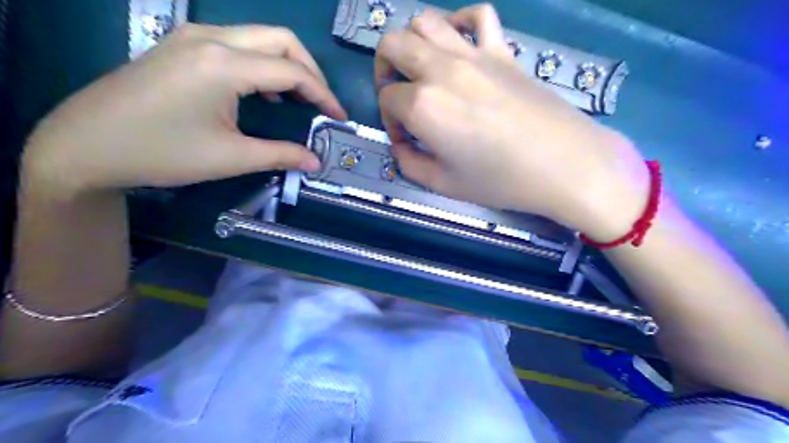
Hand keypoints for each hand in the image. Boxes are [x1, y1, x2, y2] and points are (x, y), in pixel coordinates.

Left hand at [22, 24, 346, 195]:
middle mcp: (211, 39)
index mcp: (224, 64)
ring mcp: (193, 37)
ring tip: (299, 98)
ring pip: (259, 37)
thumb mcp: (231, 157)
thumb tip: (315, 162)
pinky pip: (237, 44)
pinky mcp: (182, 46)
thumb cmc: (162, 153)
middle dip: (310, 70)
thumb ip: (281, 155)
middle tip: (321, 103)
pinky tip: (264, 91)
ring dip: (287, 64)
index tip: (339, 117)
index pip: (293, 71)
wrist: (85, 145)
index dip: (323, 95)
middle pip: (281, 39)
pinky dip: (262, 63)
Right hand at [375, 4, 646, 239]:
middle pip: (393, 45)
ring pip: (426, 21)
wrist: (564, 165)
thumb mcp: (444, 184)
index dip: (389, 121)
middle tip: (397, 95)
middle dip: (384, 69)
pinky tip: (460, 45)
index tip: (405, 140)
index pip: (387, 99)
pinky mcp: (502, 50)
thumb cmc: (501, 180)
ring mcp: (474, 54)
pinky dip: (461, 22)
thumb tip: (401, 147)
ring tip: (421, 69)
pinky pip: (478, 15)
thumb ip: (409, 164)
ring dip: (412, 42)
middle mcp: (441, 69)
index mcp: (424, 105)